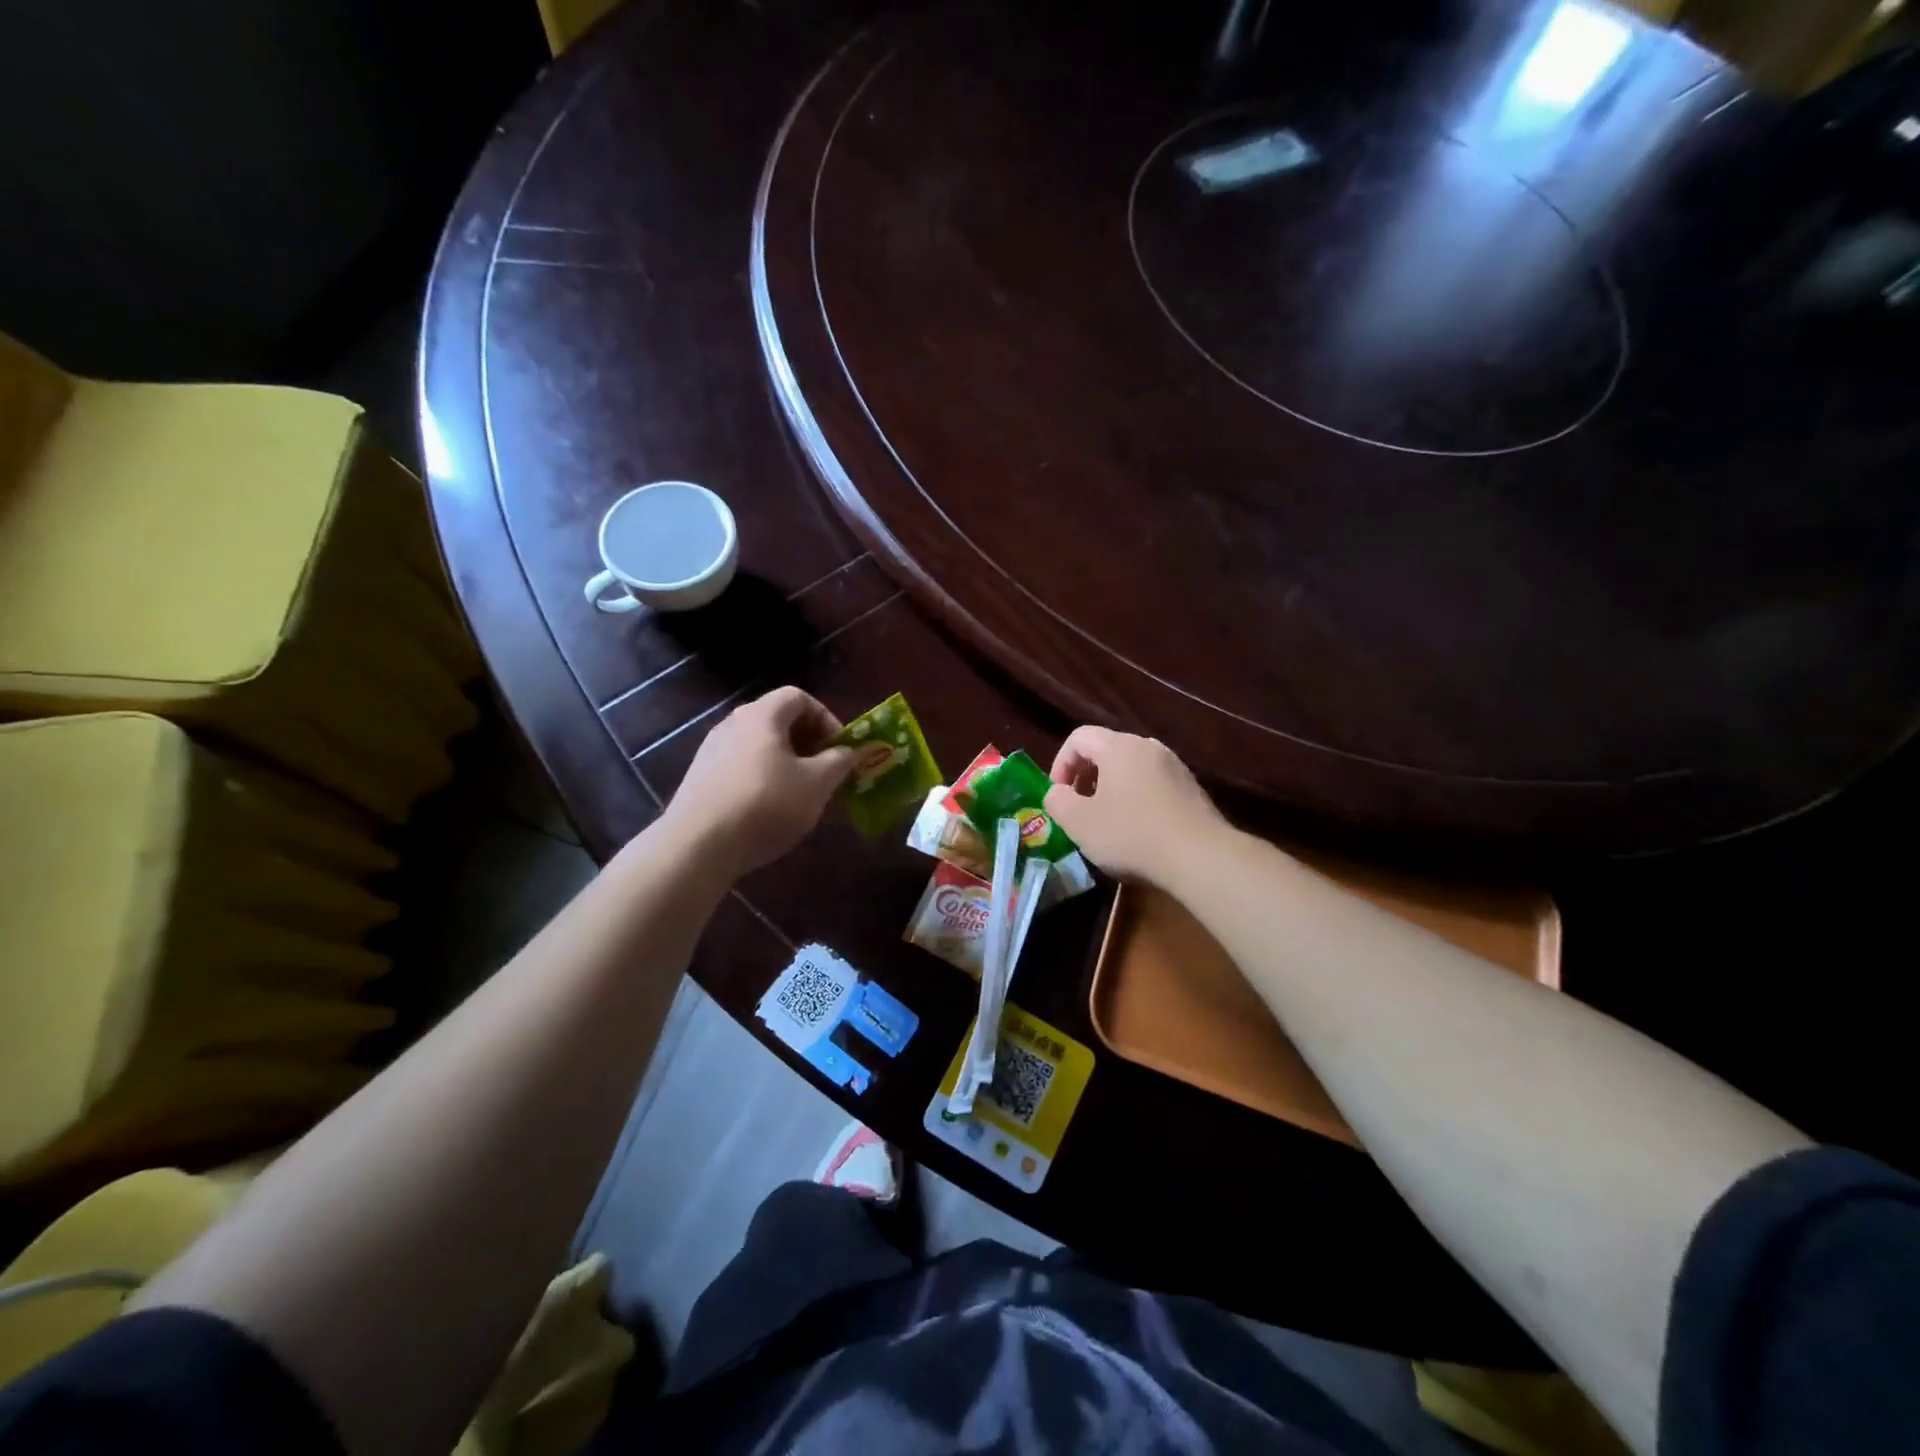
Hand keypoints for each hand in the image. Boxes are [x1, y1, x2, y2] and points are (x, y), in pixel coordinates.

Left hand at [661, 687, 855, 877]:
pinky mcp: (700, 777)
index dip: (826, 718)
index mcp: (762, 715)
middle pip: (778, 719)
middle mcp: (733, 723)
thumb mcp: (817, 784)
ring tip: (800, 793)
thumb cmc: (766, 805)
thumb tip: (854, 750)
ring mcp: (712, 750)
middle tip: (825, 771)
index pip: (799, 697)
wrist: (697, 845)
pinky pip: (741, 765)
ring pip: (759, 744)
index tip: (839, 749)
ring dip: (786, 761)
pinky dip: (762, 776)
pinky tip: (768, 809)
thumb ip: (840, 761)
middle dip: (808, 741)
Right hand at [1043, 727, 1227, 883]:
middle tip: (1079, 810)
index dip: (1060, 764)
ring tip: (1108, 823)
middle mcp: (1149, 747)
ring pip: (1131, 769)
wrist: (1201, 857)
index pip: (1079, 737)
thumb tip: (1058, 794)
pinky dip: (1137, 800)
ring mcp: (1175, 767)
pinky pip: (1153, 785)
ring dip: (1111, 790)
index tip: (1059, 796)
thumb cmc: (1131, 834)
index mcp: (1119, 747)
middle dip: (1086, 777)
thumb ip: (1057, 802)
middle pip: (1107, 750)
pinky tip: (1139, 832)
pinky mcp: (1192, 790)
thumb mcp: (1079, 822)